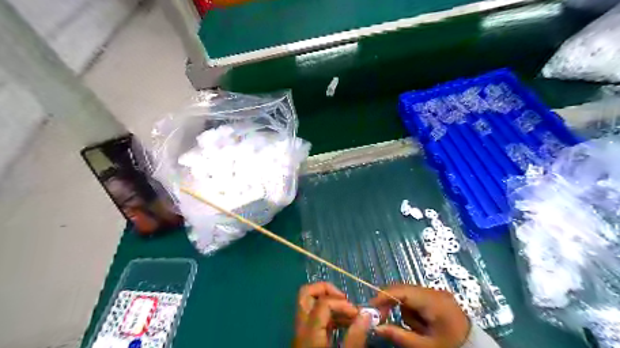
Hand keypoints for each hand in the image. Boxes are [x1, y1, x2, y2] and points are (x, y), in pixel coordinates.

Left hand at [294, 283, 358, 347]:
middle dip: (327, 290)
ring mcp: (300, 331)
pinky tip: (344, 323)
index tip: (357, 314)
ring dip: (330, 303)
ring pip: (310, 304)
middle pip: (306, 293)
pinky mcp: (305, 337)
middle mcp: (301, 327)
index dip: (342, 303)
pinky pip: (314, 317)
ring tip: (350, 314)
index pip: (323, 302)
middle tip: (344, 300)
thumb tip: (366, 315)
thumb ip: (355, 336)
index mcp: (309, 330)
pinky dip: (328, 314)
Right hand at [367, 286, 469, 347]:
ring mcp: (437, 292)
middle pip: (404, 290)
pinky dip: (413, 309)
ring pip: (409, 295)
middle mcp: (434, 291)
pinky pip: (417, 298)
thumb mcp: (424, 346)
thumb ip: (399, 335)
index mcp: (433, 301)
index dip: (384, 296)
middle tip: (383, 319)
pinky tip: (422, 324)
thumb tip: (377, 327)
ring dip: (405, 310)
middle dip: (392, 304)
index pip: (402, 291)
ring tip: (417, 329)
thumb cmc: (449, 347)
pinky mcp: (438, 296)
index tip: (371, 307)